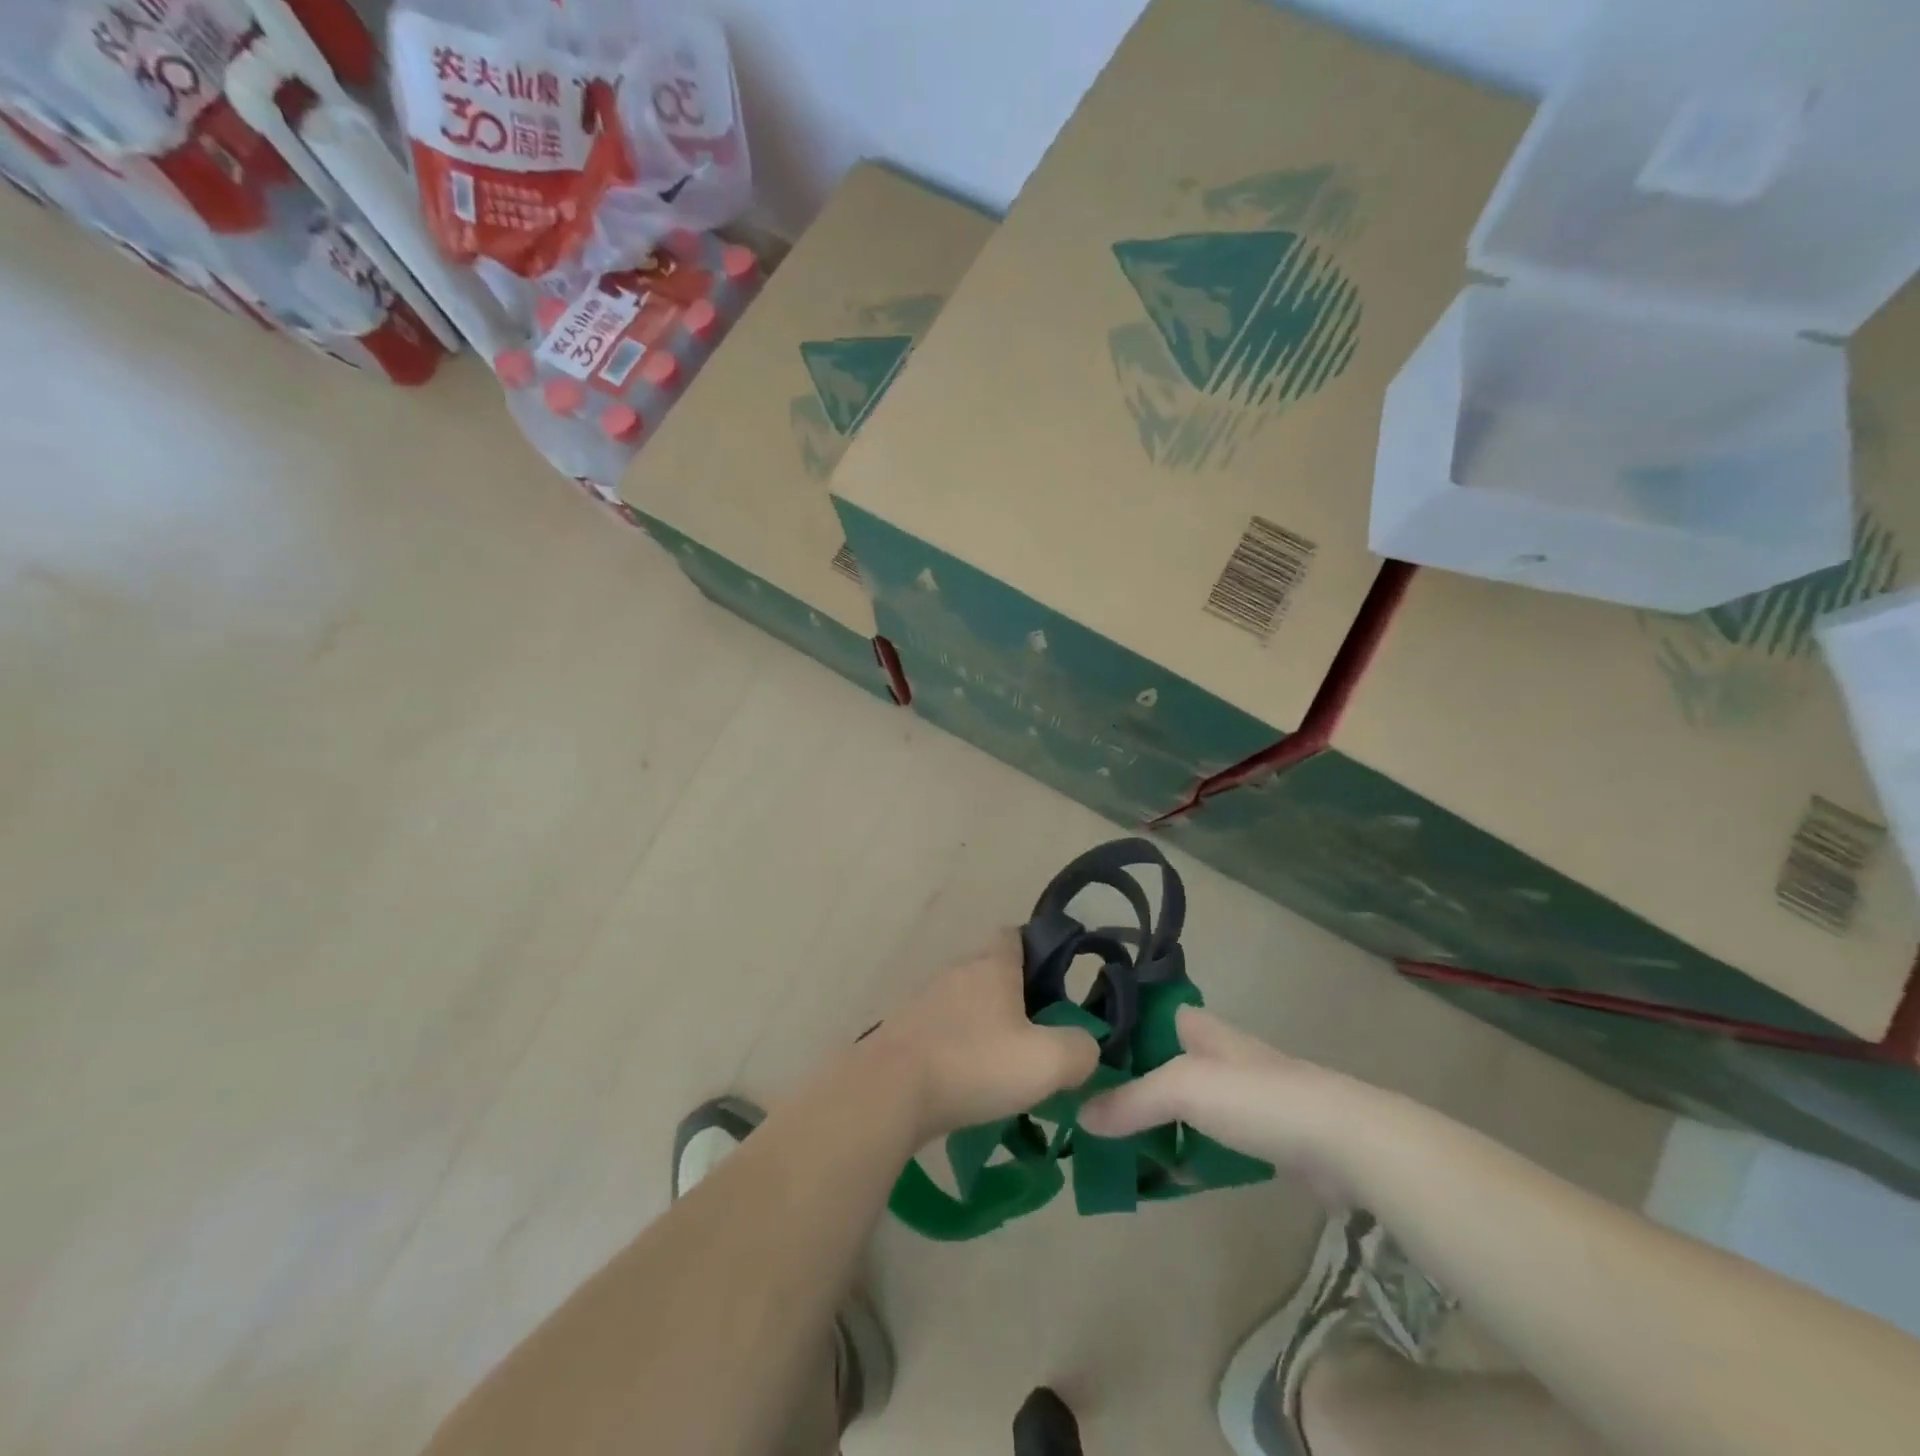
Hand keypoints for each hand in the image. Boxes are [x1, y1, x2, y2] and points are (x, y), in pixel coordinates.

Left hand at [863, 930, 1100, 1143]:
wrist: (888, 1091)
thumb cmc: (974, 1064)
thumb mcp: (1048, 1061)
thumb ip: (1081, 1050)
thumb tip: (1085, 1046)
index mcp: (992, 966)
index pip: (1015, 935)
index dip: (1038, 950)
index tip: (1056, 983)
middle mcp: (956, 972)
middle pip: (991, 971)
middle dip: (1016, 997)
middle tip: (1039, 1036)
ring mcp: (924, 1000)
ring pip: (965, 1003)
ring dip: (985, 1026)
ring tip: (1005, 1067)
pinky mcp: (903, 1031)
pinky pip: (941, 1031)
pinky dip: (958, 1049)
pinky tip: (968, 1083)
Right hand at [1078, 1006, 1386, 1202]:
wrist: (1343, 1141)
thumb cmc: (1256, 1097)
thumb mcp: (1182, 1089)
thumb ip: (1131, 1100)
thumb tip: (1081, 1115)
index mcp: (1199, 1027)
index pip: (1146, 1014)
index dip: (1115, 1029)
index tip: (1080, 1054)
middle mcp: (1218, 1053)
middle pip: (1160, 1062)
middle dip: (1129, 1082)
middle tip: (1089, 1109)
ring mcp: (1242, 1095)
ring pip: (1184, 1104)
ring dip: (1156, 1122)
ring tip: (1115, 1145)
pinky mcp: (1261, 1135)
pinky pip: (1208, 1139)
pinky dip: (1186, 1152)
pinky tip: (1165, 1174)